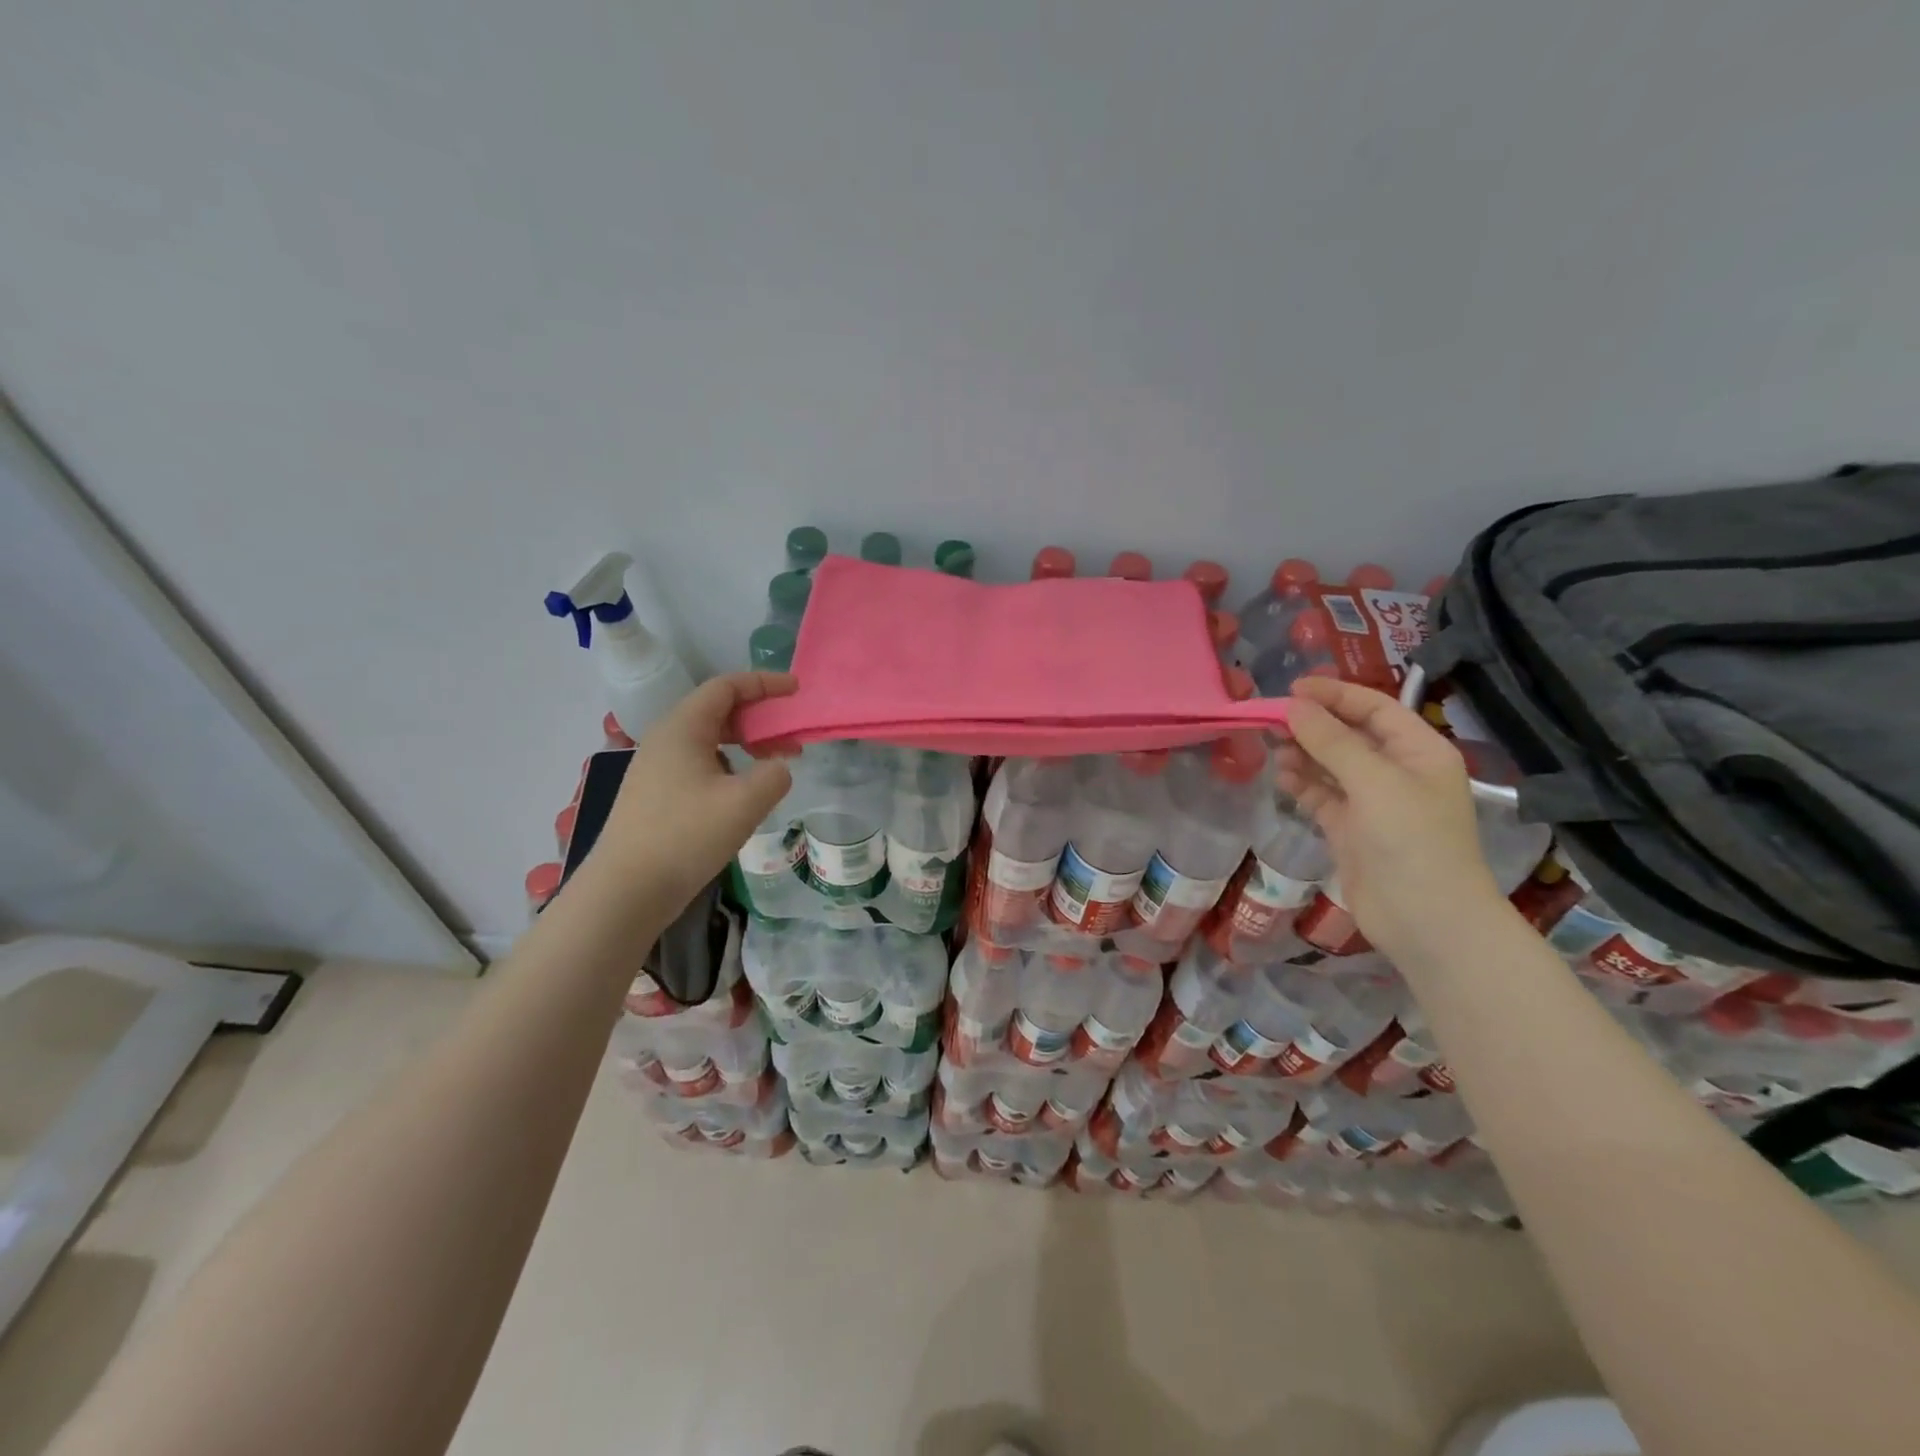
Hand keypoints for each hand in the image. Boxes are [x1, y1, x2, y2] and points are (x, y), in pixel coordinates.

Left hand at [588, 671, 799, 911]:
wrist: (626, 890)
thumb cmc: (685, 836)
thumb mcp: (744, 803)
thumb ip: (774, 775)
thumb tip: (778, 767)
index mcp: (683, 728)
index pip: (726, 686)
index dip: (764, 683)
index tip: (796, 691)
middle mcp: (666, 739)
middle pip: (718, 710)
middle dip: (760, 716)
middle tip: (792, 735)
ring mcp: (656, 769)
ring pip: (709, 740)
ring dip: (746, 744)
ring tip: (775, 765)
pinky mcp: (656, 796)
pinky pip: (699, 765)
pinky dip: (729, 766)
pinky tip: (744, 794)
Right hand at [1275, 676, 1503, 964]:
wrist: (1426, 921)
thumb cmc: (1412, 841)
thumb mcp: (1374, 782)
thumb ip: (1331, 742)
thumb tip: (1293, 707)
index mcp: (1419, 751)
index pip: (1375, 708)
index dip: (1335, 694)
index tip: (1292, 689)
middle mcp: (1398, 771)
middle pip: (1350, 734)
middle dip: (1313, 725)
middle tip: (1271, 720)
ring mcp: (1373, 802)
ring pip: (1331, 765)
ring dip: (1303, 754)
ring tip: (1273, 750)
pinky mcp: (1351, 829)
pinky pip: (1322, 795)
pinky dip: (1302, 784)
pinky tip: (1282, 778)